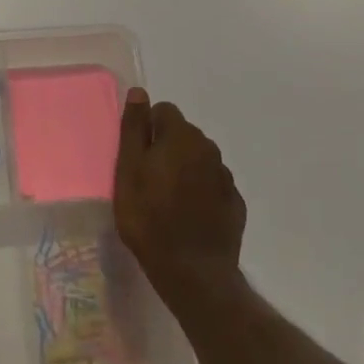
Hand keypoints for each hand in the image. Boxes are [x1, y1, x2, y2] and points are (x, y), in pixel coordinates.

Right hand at [113, 90, 246, 303]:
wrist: (192, 271)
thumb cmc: (149, 217)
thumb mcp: (128, 170)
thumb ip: (134, 129)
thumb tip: (139, 92)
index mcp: (182, 136)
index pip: (164, 111)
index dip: (147, 130)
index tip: (137, 158)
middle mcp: (208, 149)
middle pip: (183, 134)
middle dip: (166, 148)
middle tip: (147, 181)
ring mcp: (225, 177)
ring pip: (198, 160)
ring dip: (184, 170)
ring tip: (166, 201)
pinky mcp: (234, 203)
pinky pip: (212, 185)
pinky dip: (200, 192)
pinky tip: (187, 215)